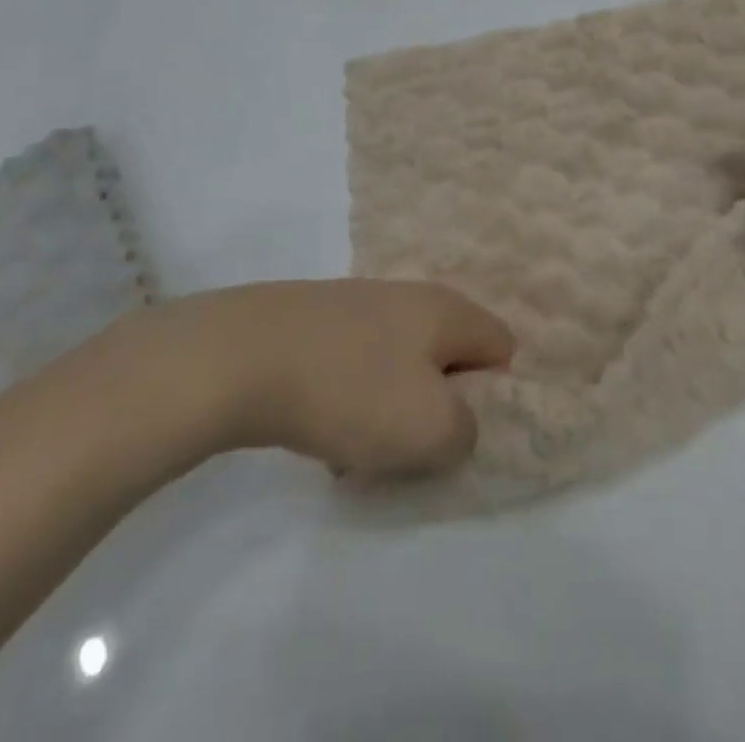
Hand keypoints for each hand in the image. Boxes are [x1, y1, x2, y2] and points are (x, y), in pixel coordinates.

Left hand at [119, 280, 514, 480]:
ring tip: (359, 447)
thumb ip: (467, 433)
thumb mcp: (430, 429)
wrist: (241, 356)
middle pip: (450, 358)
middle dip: (439, 407)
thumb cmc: (350, 389)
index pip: (503, 348)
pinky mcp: (321, 320)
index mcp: (449, 310)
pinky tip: (321, 428)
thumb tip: (456, 423)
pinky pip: (359, 365)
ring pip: (402, 366)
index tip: (458, 431)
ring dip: (392, 410)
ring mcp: (363, 304)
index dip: (495, 395)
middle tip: (410, 447)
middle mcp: (413, 296)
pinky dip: (352, 399)